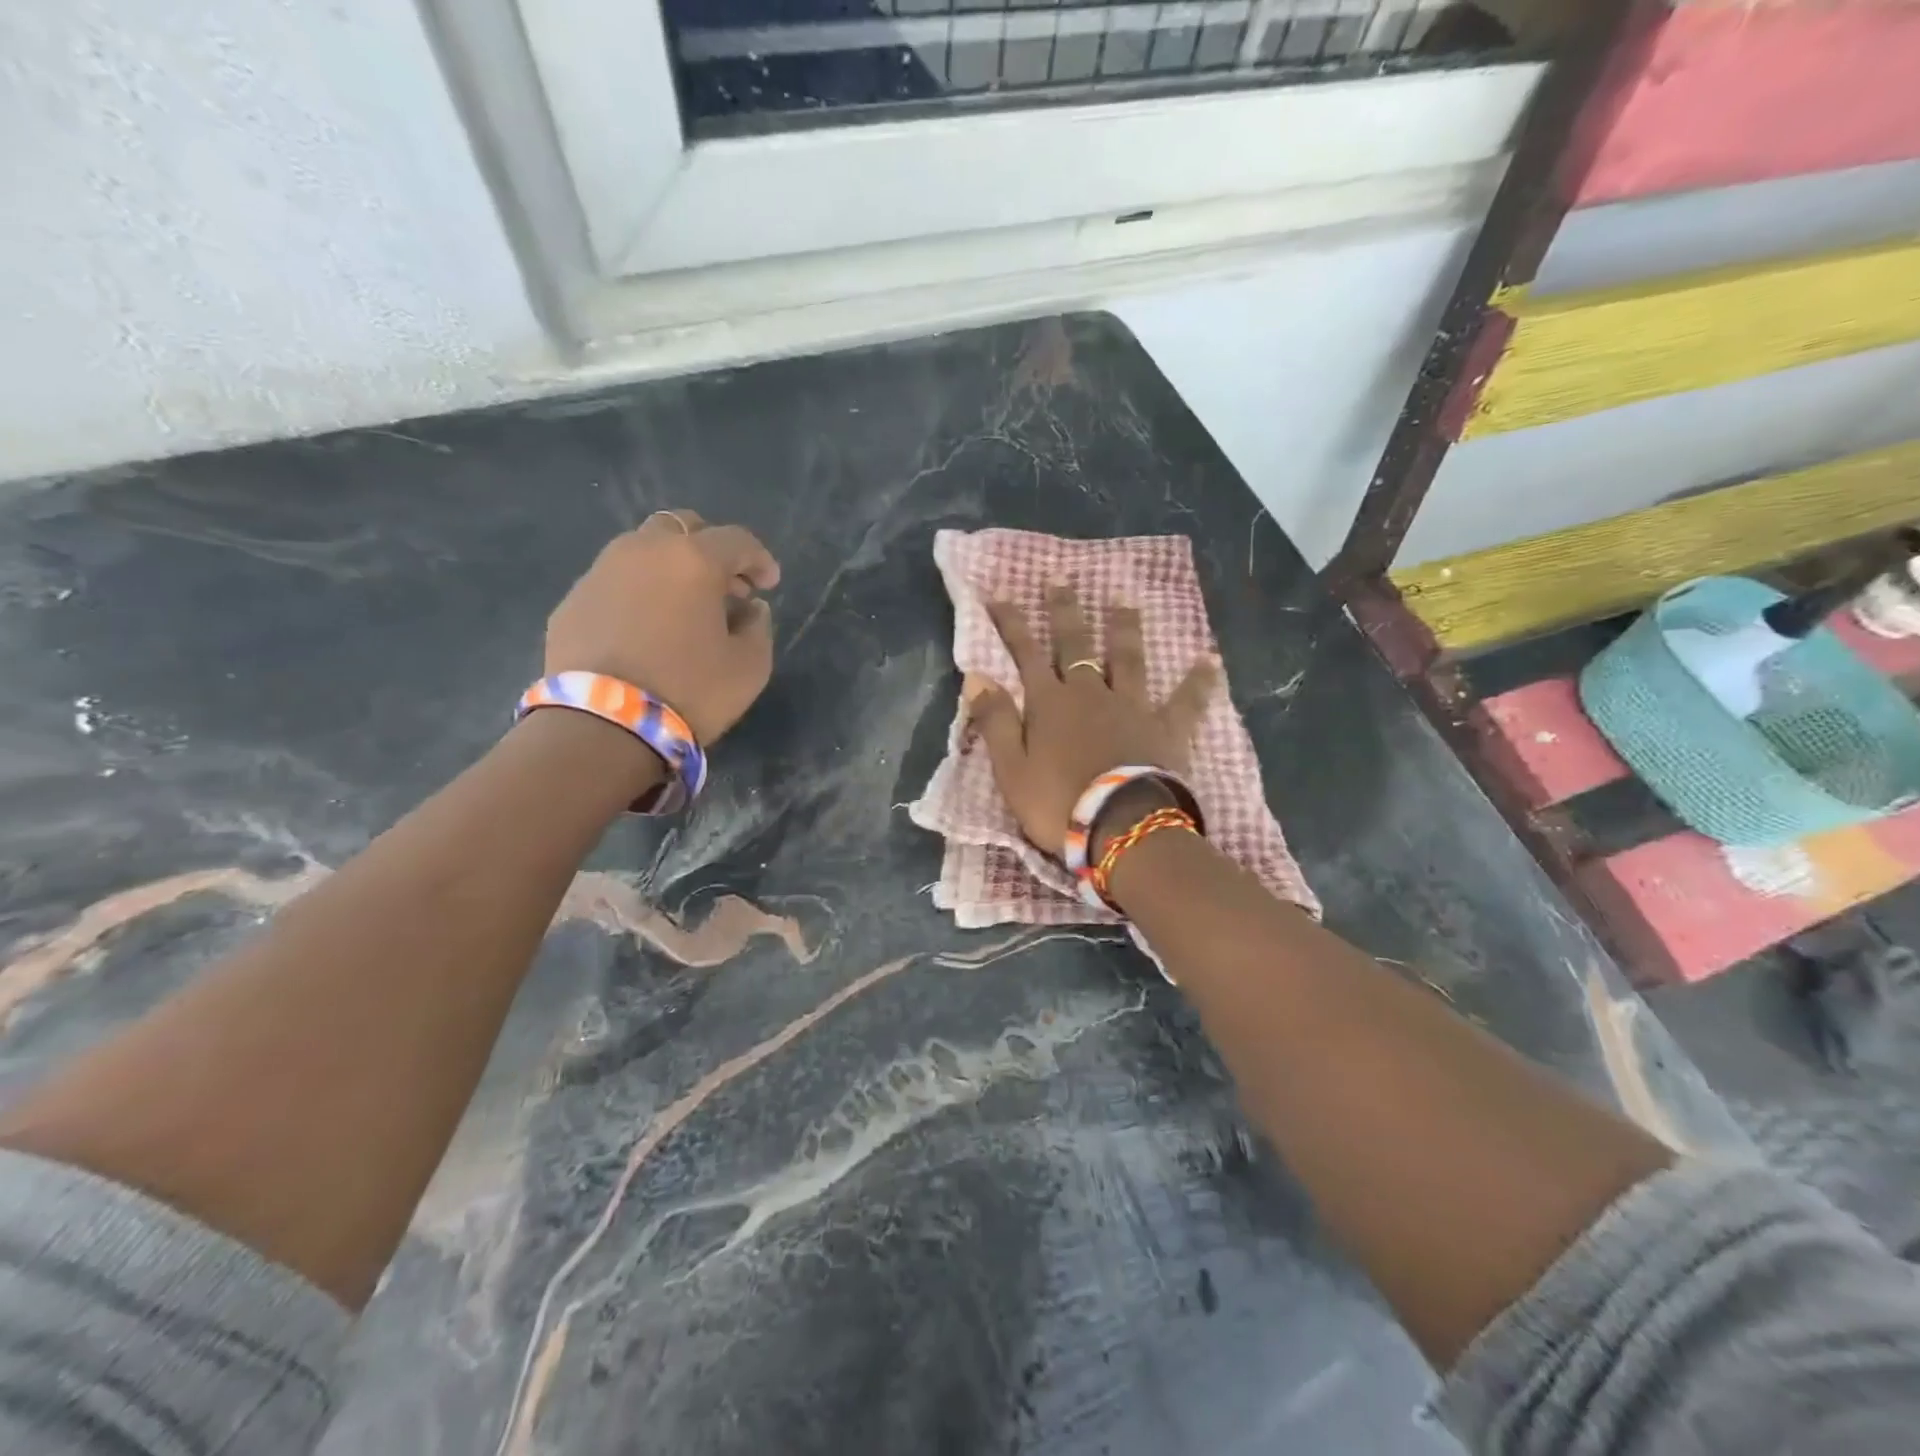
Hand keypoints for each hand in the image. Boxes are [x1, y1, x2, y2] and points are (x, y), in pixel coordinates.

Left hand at [546, 510, 780, 743]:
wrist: (603, 726)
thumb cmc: (690, 690)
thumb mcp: (749, 666)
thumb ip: (758, 627)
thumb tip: (749, 608)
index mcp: (692, 560)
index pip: (736, 540)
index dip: (760, 559)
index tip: (769, 585)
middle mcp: (642, 551)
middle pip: (682, 528)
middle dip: (710, 550)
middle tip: (726, 587)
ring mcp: (599, 573)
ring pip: (642, 551)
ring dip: (670, 569)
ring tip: (684, 608)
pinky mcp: (571, 602)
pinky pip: (614, 584)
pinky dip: (638, 594)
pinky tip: (646, 629)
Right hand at [968, 585, 1217, 855]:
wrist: (1120, 827)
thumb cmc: (1058, 803)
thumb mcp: (1011, 769)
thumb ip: (995, 721)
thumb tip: (977, 676)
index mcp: (1049, 703)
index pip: (1025, 654)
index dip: (1010, 625)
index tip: (999, 596)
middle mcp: (1090, 693)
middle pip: (1075, 645)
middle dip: (1064, 612)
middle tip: (1061, 580)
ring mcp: (1131, 706)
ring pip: (1126, 659)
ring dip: (1124, 630)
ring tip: (1124, 603)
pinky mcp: (1165, 727)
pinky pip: (1186, 700)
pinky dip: (1198, 680)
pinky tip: (1210, 661)